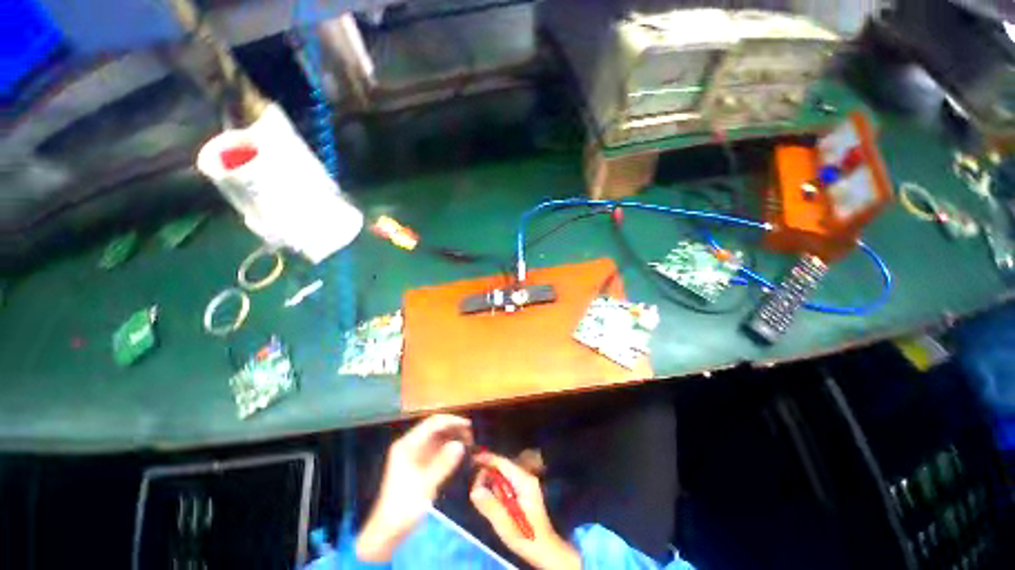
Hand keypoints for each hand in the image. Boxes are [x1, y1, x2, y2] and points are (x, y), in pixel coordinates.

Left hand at [356, 414, 471, 561]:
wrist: (387, 531)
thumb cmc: (404, 508)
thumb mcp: (425, 486)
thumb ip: (443, 464)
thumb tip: (460, 445)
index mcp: (407, 445)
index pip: (432, 423)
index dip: (451, 421)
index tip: (469, 425)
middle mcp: (410, 444)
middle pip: (435, 427)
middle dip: (453, 428)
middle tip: (471, 436)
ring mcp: (414, 452)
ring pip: (437, 436)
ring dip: (452, 436)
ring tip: (468, 442)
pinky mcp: (419, 462)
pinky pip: (436, 447)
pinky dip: (448, 446)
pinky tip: (459, 451)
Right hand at [470, 453, 580, 569]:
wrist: (544, 549)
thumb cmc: (526, 536)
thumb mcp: (506, 524)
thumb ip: (490, 506)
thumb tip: (474, 490)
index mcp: (524, 480)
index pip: (502, 462)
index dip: (486, 458)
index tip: (471, 459)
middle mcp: (525, 476)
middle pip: (502, 467)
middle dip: (487, 473)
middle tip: (474, 487)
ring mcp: (525, 483)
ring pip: (503, 475)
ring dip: (490, 481)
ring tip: (479, 492)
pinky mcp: (523, 491)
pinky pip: (505, 483)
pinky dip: (495, 487)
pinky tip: (489, 497)